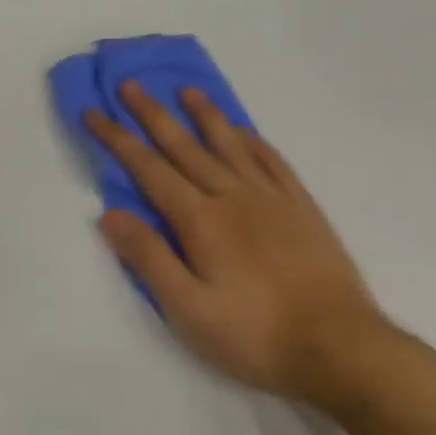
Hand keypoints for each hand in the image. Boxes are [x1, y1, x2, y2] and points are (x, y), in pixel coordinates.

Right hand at [87, 83, 404, 407]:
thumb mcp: (188, 309)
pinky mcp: (303, 210)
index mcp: (200, 220)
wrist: (342, 349)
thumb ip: (148, 257)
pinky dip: (253, 141)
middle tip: (131, 85)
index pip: (148, 168)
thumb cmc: (255, 334)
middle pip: (184, 146)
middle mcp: (232, 197)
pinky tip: (243, 132)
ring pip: (230, 145)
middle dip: (152, 114)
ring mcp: (271, 199)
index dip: (117, 139)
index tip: (94, 113)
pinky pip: (273, 162)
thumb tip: (109, 214)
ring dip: (205, 115)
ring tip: (187, 90)